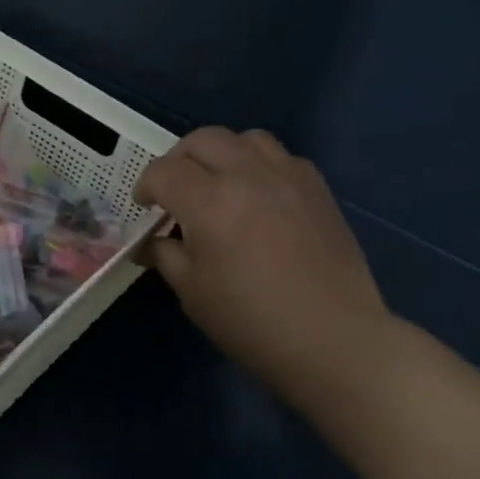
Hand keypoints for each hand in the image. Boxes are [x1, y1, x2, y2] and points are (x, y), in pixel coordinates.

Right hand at [133, 127, 395, 385]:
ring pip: (245, 138)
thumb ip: (166, 256)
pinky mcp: (317, 188)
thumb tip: (153, 242)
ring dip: (222, 153)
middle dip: (178, 160)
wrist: (334, 339)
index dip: (146, 186)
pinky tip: (260, 195)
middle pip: (201, 140)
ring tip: (219, 183)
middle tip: (175, 190)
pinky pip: (281, 157)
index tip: (146, 207)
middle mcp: (246, 176)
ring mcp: (287, 177)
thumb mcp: (193, 293)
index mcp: (208, 202)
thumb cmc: (252, 321)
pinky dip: (260, 165)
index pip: (163, 172)